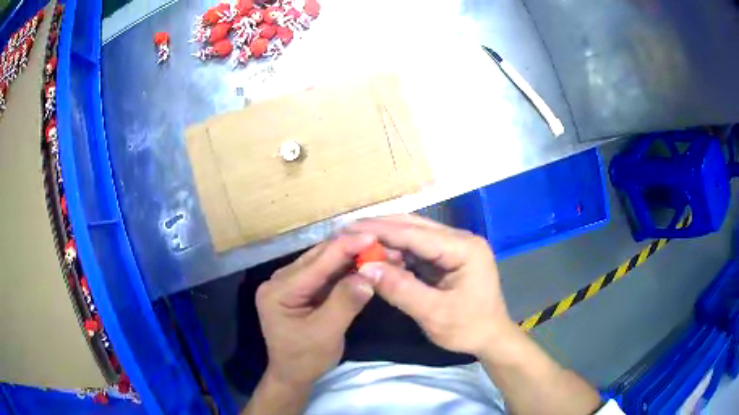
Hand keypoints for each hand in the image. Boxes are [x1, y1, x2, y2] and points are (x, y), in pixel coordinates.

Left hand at [255, 234, 377, 387]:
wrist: (293, 376)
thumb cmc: (305, 359)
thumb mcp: (326, 333)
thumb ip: (345, 302)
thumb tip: (370, 273)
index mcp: (279, 290)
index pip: (317, 263)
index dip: (346, 247)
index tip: (375, 238)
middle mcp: (281, 280)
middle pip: (320, 257)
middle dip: (352, 249)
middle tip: (383, 245)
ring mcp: (290, 283)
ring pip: (325, 262)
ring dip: (352, 257)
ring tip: (379, 252)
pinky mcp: (302, 289)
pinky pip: (326, 274)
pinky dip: (346, 269)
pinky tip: (365, 264)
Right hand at [349, 215, 515, 356]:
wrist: (491, 337)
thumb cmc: (468, 328)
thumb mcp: (433, 313)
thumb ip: (400, 288)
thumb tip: (365, 267)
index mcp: (464, 248)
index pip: (415, 234)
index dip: (380, 230)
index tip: (348, 229)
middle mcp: (461, 239)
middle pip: (414, 227)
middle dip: (380, 228)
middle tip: (346, 229)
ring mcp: (455, 246)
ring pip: (414, 234)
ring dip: (386, 237)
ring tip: (356, 239)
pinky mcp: (448, 256)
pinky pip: (418, 248)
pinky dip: (396, 249)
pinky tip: (377, 252)